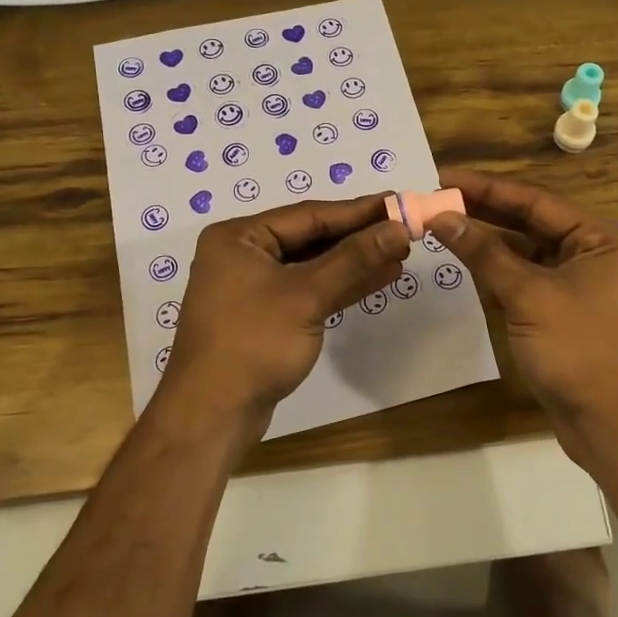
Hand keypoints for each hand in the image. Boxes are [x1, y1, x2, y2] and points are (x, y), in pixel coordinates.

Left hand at [160, 194, 410, 431]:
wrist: (212, 414)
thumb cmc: (253, 343)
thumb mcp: (307, 296)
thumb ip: (354, 259)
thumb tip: (398, 228)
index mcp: (239, 237)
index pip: (308, 215)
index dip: (357, 211)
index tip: (398, 202)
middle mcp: (242, 254)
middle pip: (310, 238)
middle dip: (358, 236)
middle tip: (404, 228)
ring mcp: (253, 287)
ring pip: (313, 266)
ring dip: (355, 262)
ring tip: (400, 253)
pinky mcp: (265, 316)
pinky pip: (308, 290)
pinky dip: (341, 286)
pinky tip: (378, 278)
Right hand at [430, 170, 617, 456]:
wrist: (615, 426)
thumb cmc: (580, 349)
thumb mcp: (529, 296)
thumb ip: (484, 254)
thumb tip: (442, 217)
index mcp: (599, 240)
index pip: (535, 201)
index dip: (487, 188)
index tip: (444, 177)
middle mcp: (592, 256)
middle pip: (530, 225)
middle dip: (484, 213)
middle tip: (436, 200)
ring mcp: (579, 288)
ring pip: (526, 256)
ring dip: (488, 245)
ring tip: (443, 228)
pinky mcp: (563, 316)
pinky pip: (526, 284)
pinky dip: (498, 276)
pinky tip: (466, 266)